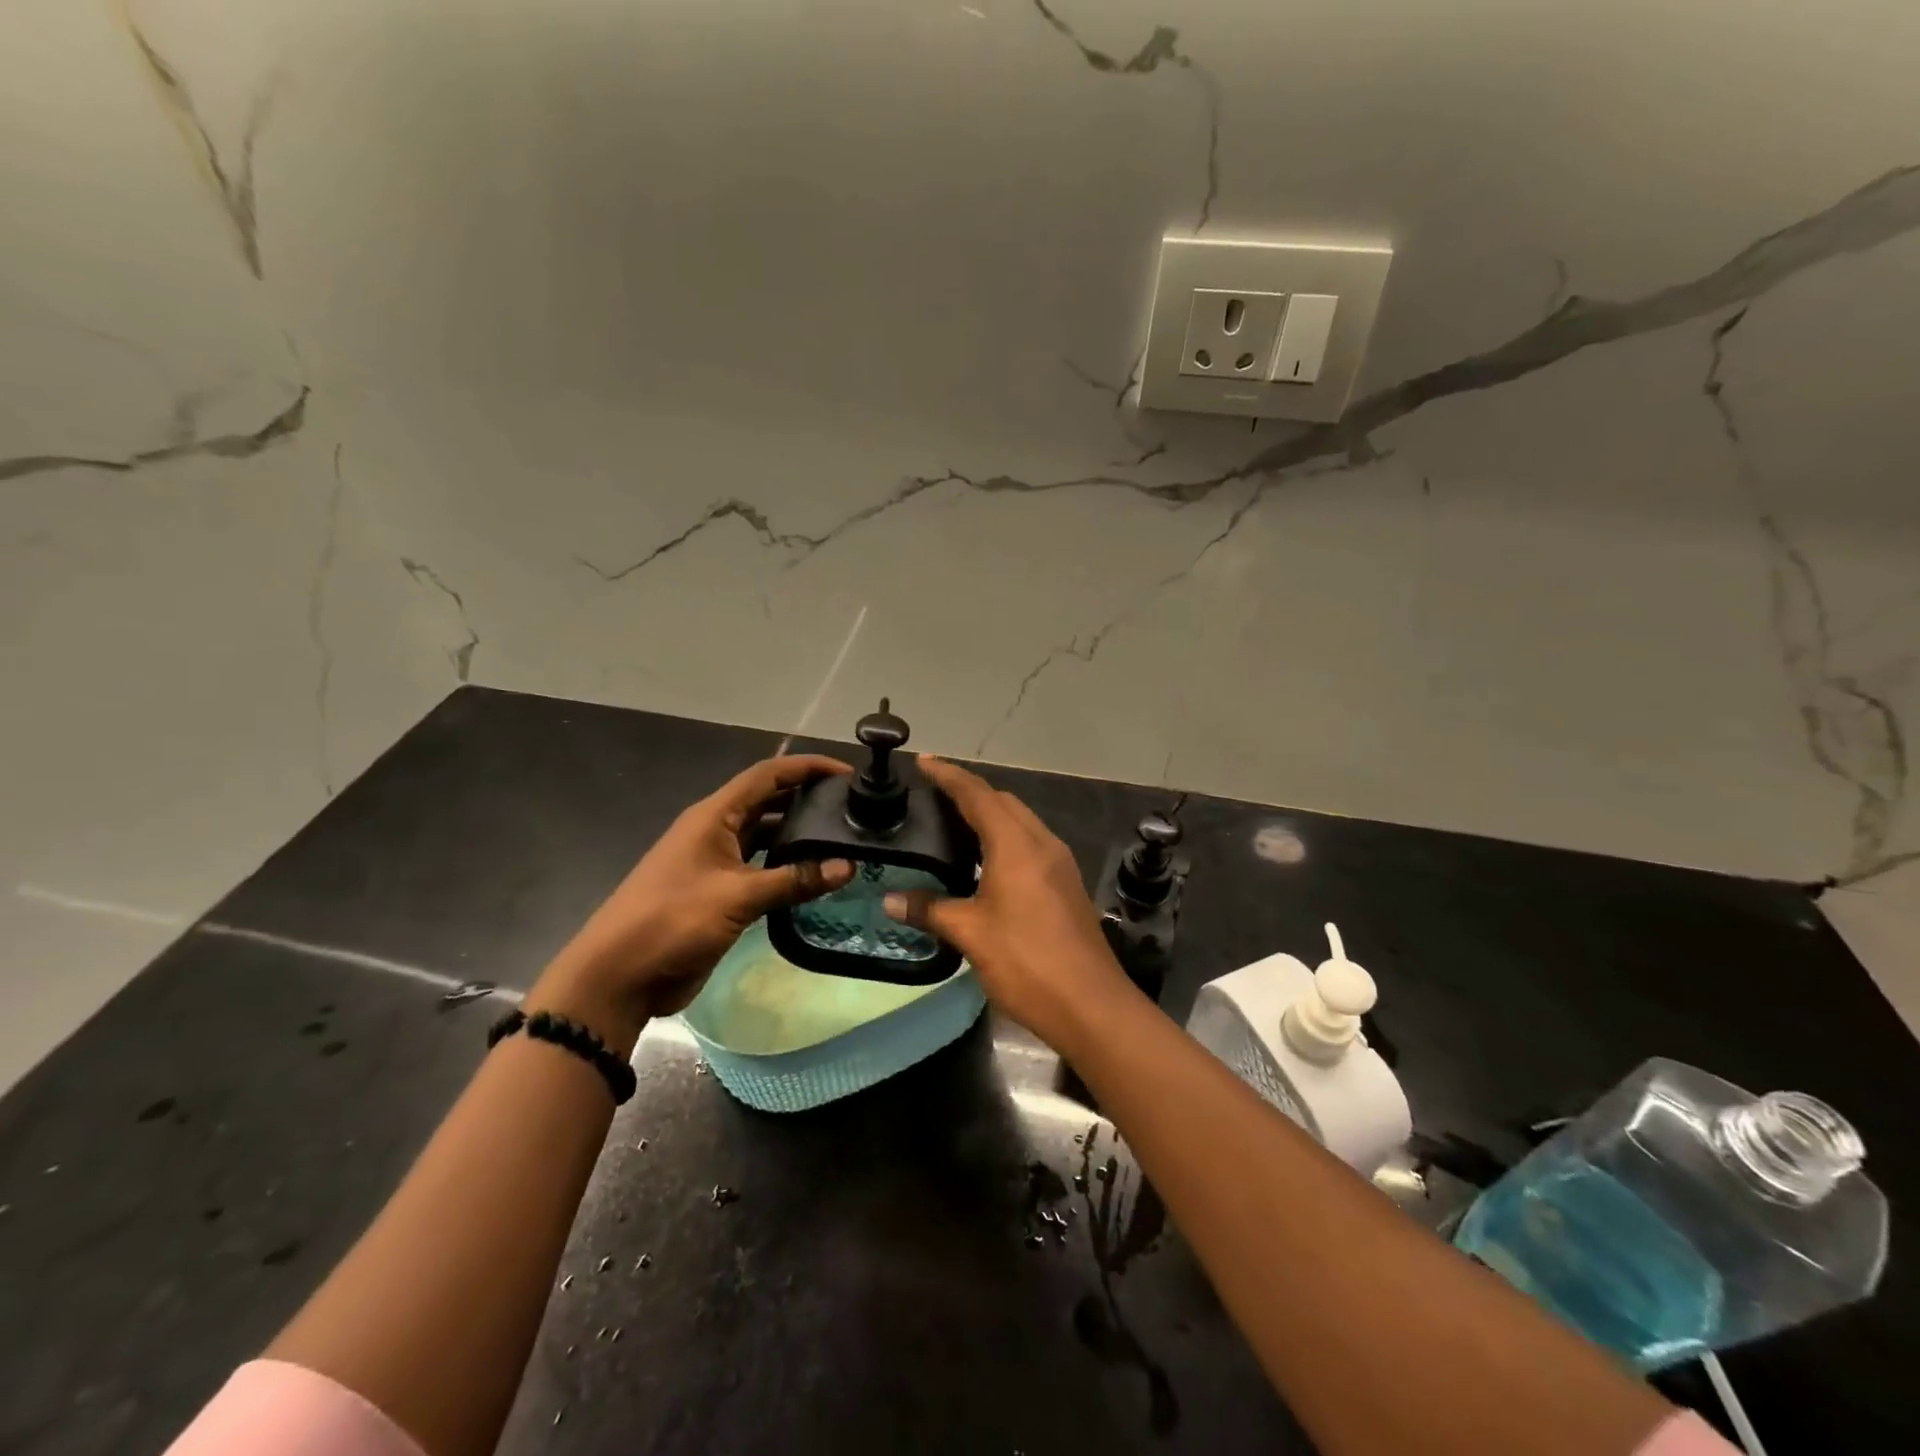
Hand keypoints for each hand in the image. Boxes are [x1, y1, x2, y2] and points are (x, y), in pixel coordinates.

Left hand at [536, 755, 854, 1037]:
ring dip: (799, 835)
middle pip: (769, 801)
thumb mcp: (737, 897)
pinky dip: (787, 867)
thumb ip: (794, 880)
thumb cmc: (672, 921)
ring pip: (766, 836)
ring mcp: (717, 863)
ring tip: (843, 837)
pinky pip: (761, 869)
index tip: (846, 773)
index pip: (767, 775)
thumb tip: (847, 866)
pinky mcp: (720, 893)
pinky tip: (816, 876)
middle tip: (853, 807)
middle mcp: (716, 831)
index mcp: (714, 816)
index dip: (807, 767)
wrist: (618, 976)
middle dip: (807, 798)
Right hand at [883, 755, 1131, 1048]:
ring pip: (1021, 823)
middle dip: (970, 792)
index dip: (949, 776)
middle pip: (1004, 802)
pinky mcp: (1066, 885)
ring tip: (954, 826)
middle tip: (934, 797)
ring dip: (990, 815)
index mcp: (1016, 845)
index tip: (924, 762)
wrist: (1091, 1005)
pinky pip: (1031, 845)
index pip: (978, 795)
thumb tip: (890, 900)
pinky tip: (985, 863)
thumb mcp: (970, 934)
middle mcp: (1042, 844)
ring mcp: (1060, 864)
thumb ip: (930, 910)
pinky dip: (1005, 839)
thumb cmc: (1027, 962)